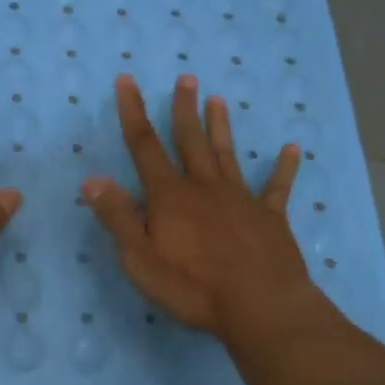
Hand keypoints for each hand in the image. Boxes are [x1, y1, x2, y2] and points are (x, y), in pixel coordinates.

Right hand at [83, 74, 346, 342]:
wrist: (260, 306)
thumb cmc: (192, 287)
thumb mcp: (140, 258)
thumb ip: (117, 217)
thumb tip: (92, 179)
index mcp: (169, 196)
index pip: (144, 146)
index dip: (133, 112)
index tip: (127, 80)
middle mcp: (204, 187)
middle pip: (190, 141)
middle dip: (183, 109)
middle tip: (186, 78)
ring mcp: (240, 199)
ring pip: (227, 154)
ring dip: (221, 126)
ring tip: (218, 100)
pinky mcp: (270, 217)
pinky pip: (276, 186)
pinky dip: (283, 167)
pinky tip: (291, 149)